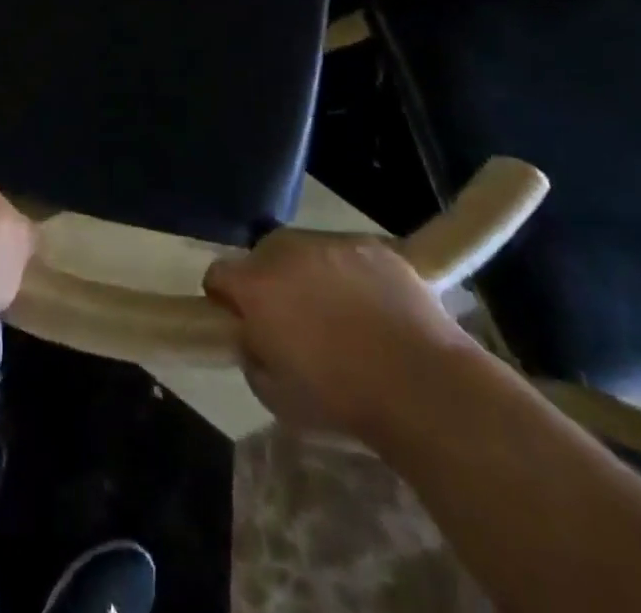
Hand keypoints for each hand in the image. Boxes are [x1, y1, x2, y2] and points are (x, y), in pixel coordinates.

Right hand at [203, 233, 476, 442]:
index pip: (218, 275)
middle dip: (268, 281)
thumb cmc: (342, 399)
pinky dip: (350, 273)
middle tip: (292, 319)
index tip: (241, 321)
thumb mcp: (276, 397)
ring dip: (309, 274)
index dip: (225, 298)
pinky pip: (347, 253)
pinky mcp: (372, 245)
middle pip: (261, 256)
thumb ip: (253, 356)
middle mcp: (286, 251)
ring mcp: (331, 242)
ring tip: (338, 312)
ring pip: (305, 251)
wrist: (422, 386)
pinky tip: (372, 306)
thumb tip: (255, 339)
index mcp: (256, 287)